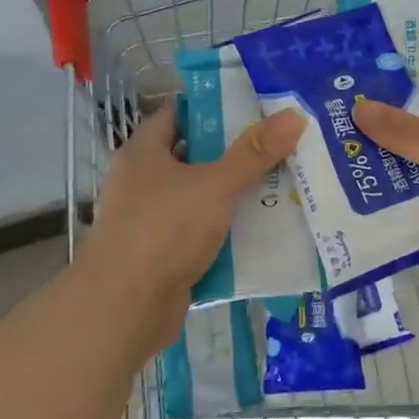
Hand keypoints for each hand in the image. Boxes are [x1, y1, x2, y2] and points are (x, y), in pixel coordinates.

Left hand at [75, 105, 304, 361]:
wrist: (124, 307)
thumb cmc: (164, 229)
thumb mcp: (215, 185)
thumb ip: (254, 152)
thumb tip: (293, 115)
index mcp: (143, 153)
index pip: (177, 115)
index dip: (213, 110)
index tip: (253, 111)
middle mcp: (141, 183)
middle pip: (192, 158)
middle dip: (233, 156)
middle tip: (277, 150)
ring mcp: (148, 222)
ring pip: (198, 200)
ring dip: (232, 198)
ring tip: (278, 189)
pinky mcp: (160, 256)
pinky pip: (198, 236)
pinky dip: (224, 235)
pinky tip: (259, 234)